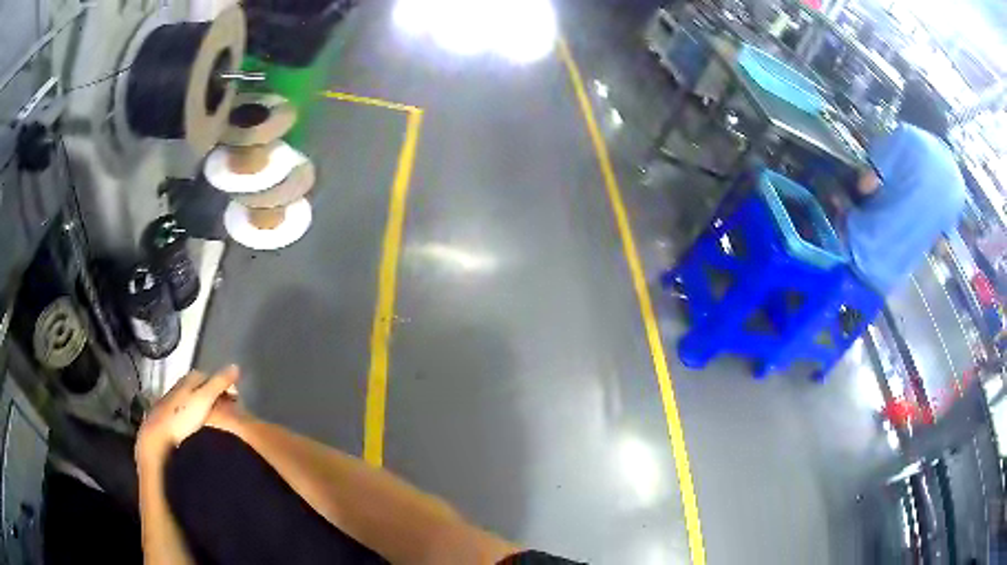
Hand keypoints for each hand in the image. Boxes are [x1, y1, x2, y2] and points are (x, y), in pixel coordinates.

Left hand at [136, 365, 239, 466]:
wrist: (158, 434)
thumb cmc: (183, 416)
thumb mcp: (205, 399)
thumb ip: (219, 383)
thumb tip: (236, 366)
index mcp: (190, 378)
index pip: (210, 376)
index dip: (223, 385)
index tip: (235, 400)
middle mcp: (181, 384)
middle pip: (202, 386)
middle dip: (215, 395)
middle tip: (228, 411)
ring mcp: (174, 399)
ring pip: (194, 398)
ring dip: (205, 405)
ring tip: (217, 420)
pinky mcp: (170, 413)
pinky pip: (187, 409)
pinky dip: (196, 413)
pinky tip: (199, 425)